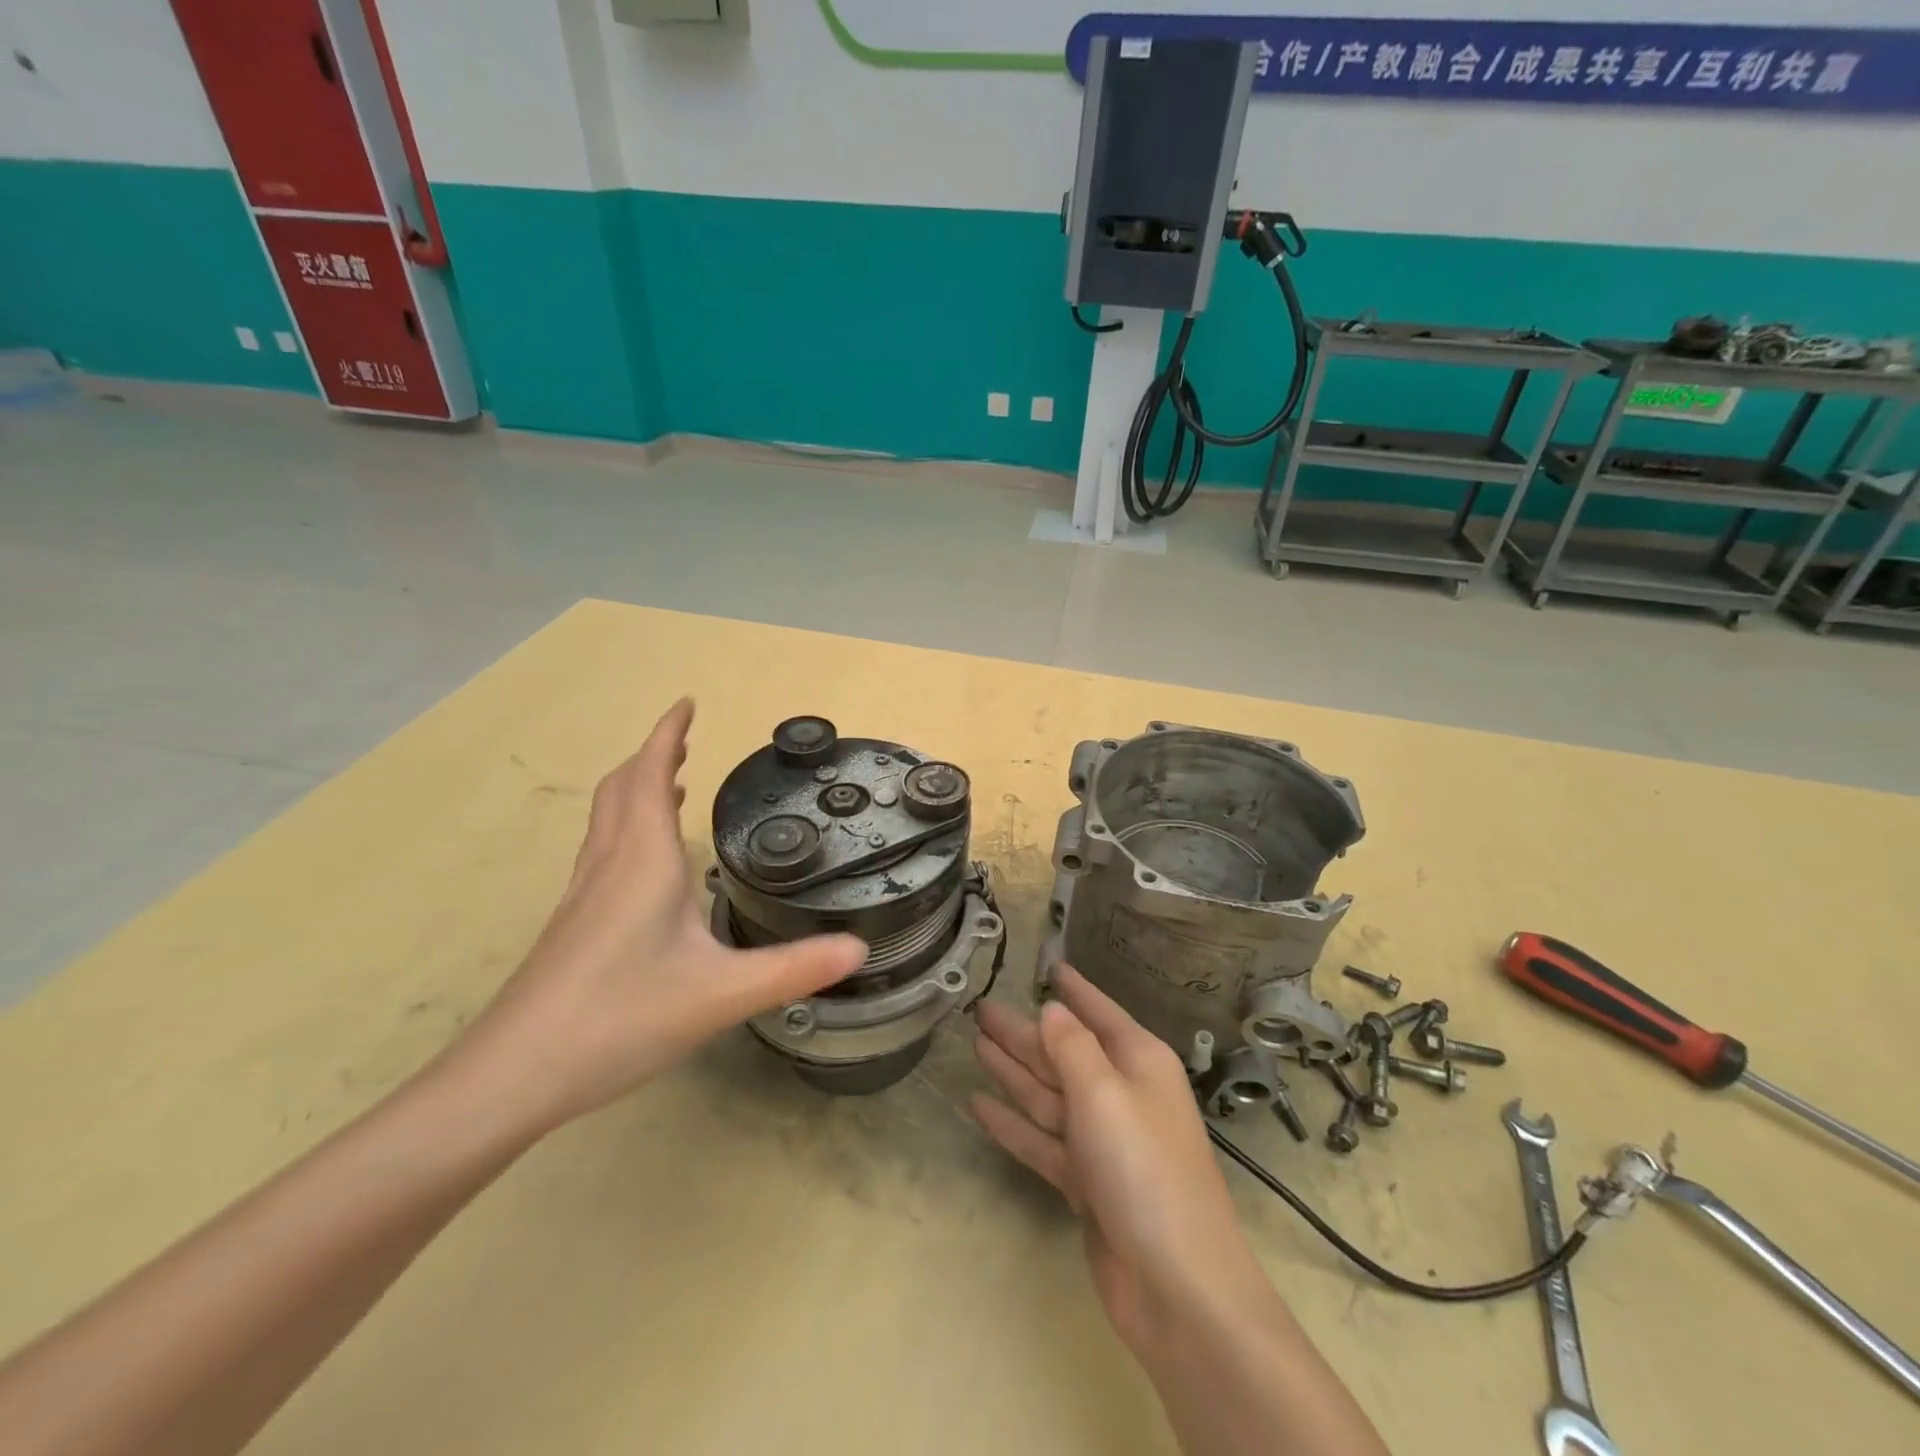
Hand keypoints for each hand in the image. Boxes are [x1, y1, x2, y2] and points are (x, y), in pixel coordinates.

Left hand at [452, 699, 866, 1134]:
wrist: (512, 1076)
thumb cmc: (618, 1019)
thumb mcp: (720, 994)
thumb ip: (793, 969)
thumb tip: (859, 946)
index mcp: (643, 862)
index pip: (649, 776)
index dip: (667, 735)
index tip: (686, 704)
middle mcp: (608, 865)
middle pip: (621, 789)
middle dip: (651, 756)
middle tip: (684, 741)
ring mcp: (581, 895)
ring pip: (605, 820)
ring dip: (634, 789)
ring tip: (666, 784)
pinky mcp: (571, 925)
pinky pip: (600, 851)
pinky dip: (624, 827)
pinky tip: (641, 863)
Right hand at [971, 966, 1275, 1357]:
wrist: (1177, 1286)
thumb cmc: (1143, 1168)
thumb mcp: (1104, 1092)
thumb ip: (1072, 1046)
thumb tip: (1052, 1009)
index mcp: (1138, 1062)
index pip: (1099, 1012)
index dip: (1075, 989)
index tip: (1050, 965)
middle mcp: (1121, 1094)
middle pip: (1064, 1053)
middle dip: (1024, 1031)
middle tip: (981, 1008)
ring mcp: (1103, 1141)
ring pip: (1048, 1094)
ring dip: (1012, 1071)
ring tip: (975, 1043)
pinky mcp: (1086, 1183)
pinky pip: (1042, 1139)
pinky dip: (1012, 1123)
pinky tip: (978, 1105)